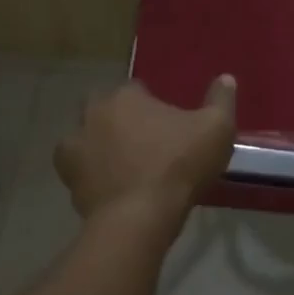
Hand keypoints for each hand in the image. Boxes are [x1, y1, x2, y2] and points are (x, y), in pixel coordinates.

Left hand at [56, 76, 236, 220]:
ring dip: (101, 143)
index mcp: (127, 95)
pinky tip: (107, 183)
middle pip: (107, 107)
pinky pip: (77, 165)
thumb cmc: (179, 166)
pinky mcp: (67, 174)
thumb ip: (221, 100)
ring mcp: (75, 142)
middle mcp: (95, 111)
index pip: (138, 89)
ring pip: (88, 134)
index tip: (166, 125)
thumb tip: (226, 77)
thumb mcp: (216, 129)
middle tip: (143, 142)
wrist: (139, 217)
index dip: (152, 105)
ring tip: (124, 165)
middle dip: (120, 118)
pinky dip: (88, 170)